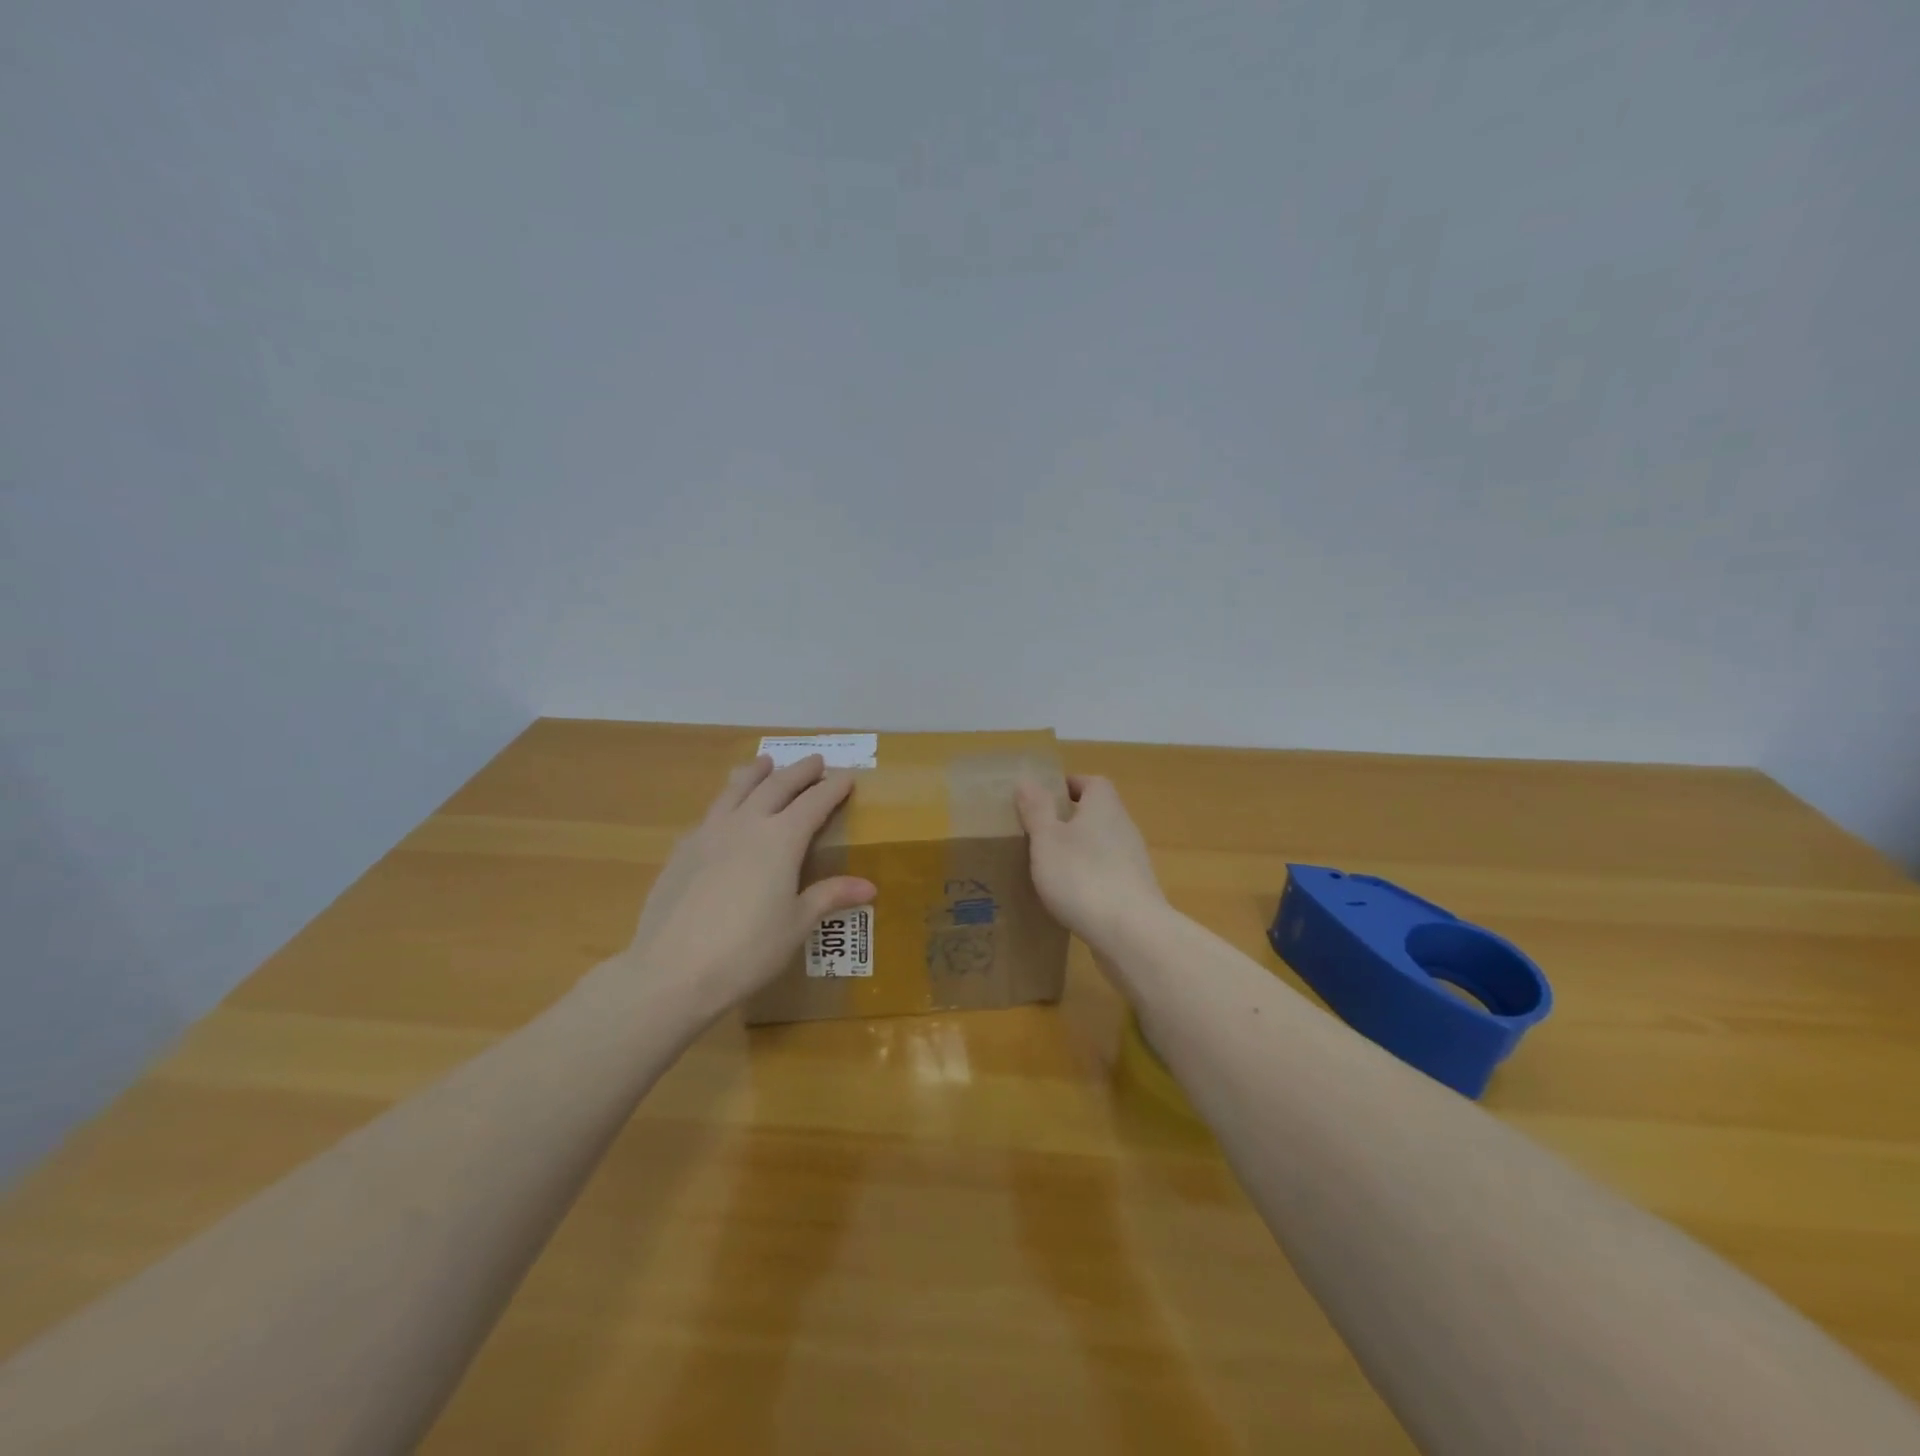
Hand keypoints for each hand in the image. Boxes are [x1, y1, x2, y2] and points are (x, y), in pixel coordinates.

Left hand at [628, 754, 874, 1013]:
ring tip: (765, 762)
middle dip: (799, 772)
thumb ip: (829, 896)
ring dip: (755, 773)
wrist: (672, 971)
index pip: (814, 803)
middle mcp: (746, 825)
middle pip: (776, 786)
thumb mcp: (796, 924)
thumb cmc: (747, 950)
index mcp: (781, 839)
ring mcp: (709, 834)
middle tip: (815, 760)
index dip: (832, 788)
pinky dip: (725, 803)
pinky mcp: (681, 850)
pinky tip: (723, 811)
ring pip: (736, 790)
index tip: (847, 777)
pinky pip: (710, 814)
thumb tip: (869, 886)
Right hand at [1015, 774, 1165, 951]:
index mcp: (1104, 806)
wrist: (1130, 933)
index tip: (1043, 799)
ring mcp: (1134, 861)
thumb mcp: (1047, 839)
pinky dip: (1090, 878)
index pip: (1092, 783)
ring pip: (1102, 845)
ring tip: (1050, 867)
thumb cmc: (1082, 876)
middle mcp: (1124, 827)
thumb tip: (1028, 780)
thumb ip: (1037, 809)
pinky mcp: (1135, 891)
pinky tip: (1071, 897)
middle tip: (1039, 834)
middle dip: (1070, 820)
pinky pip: (1108, 874)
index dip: (1068, 786)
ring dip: (1080, 851)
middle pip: (1097, 813)